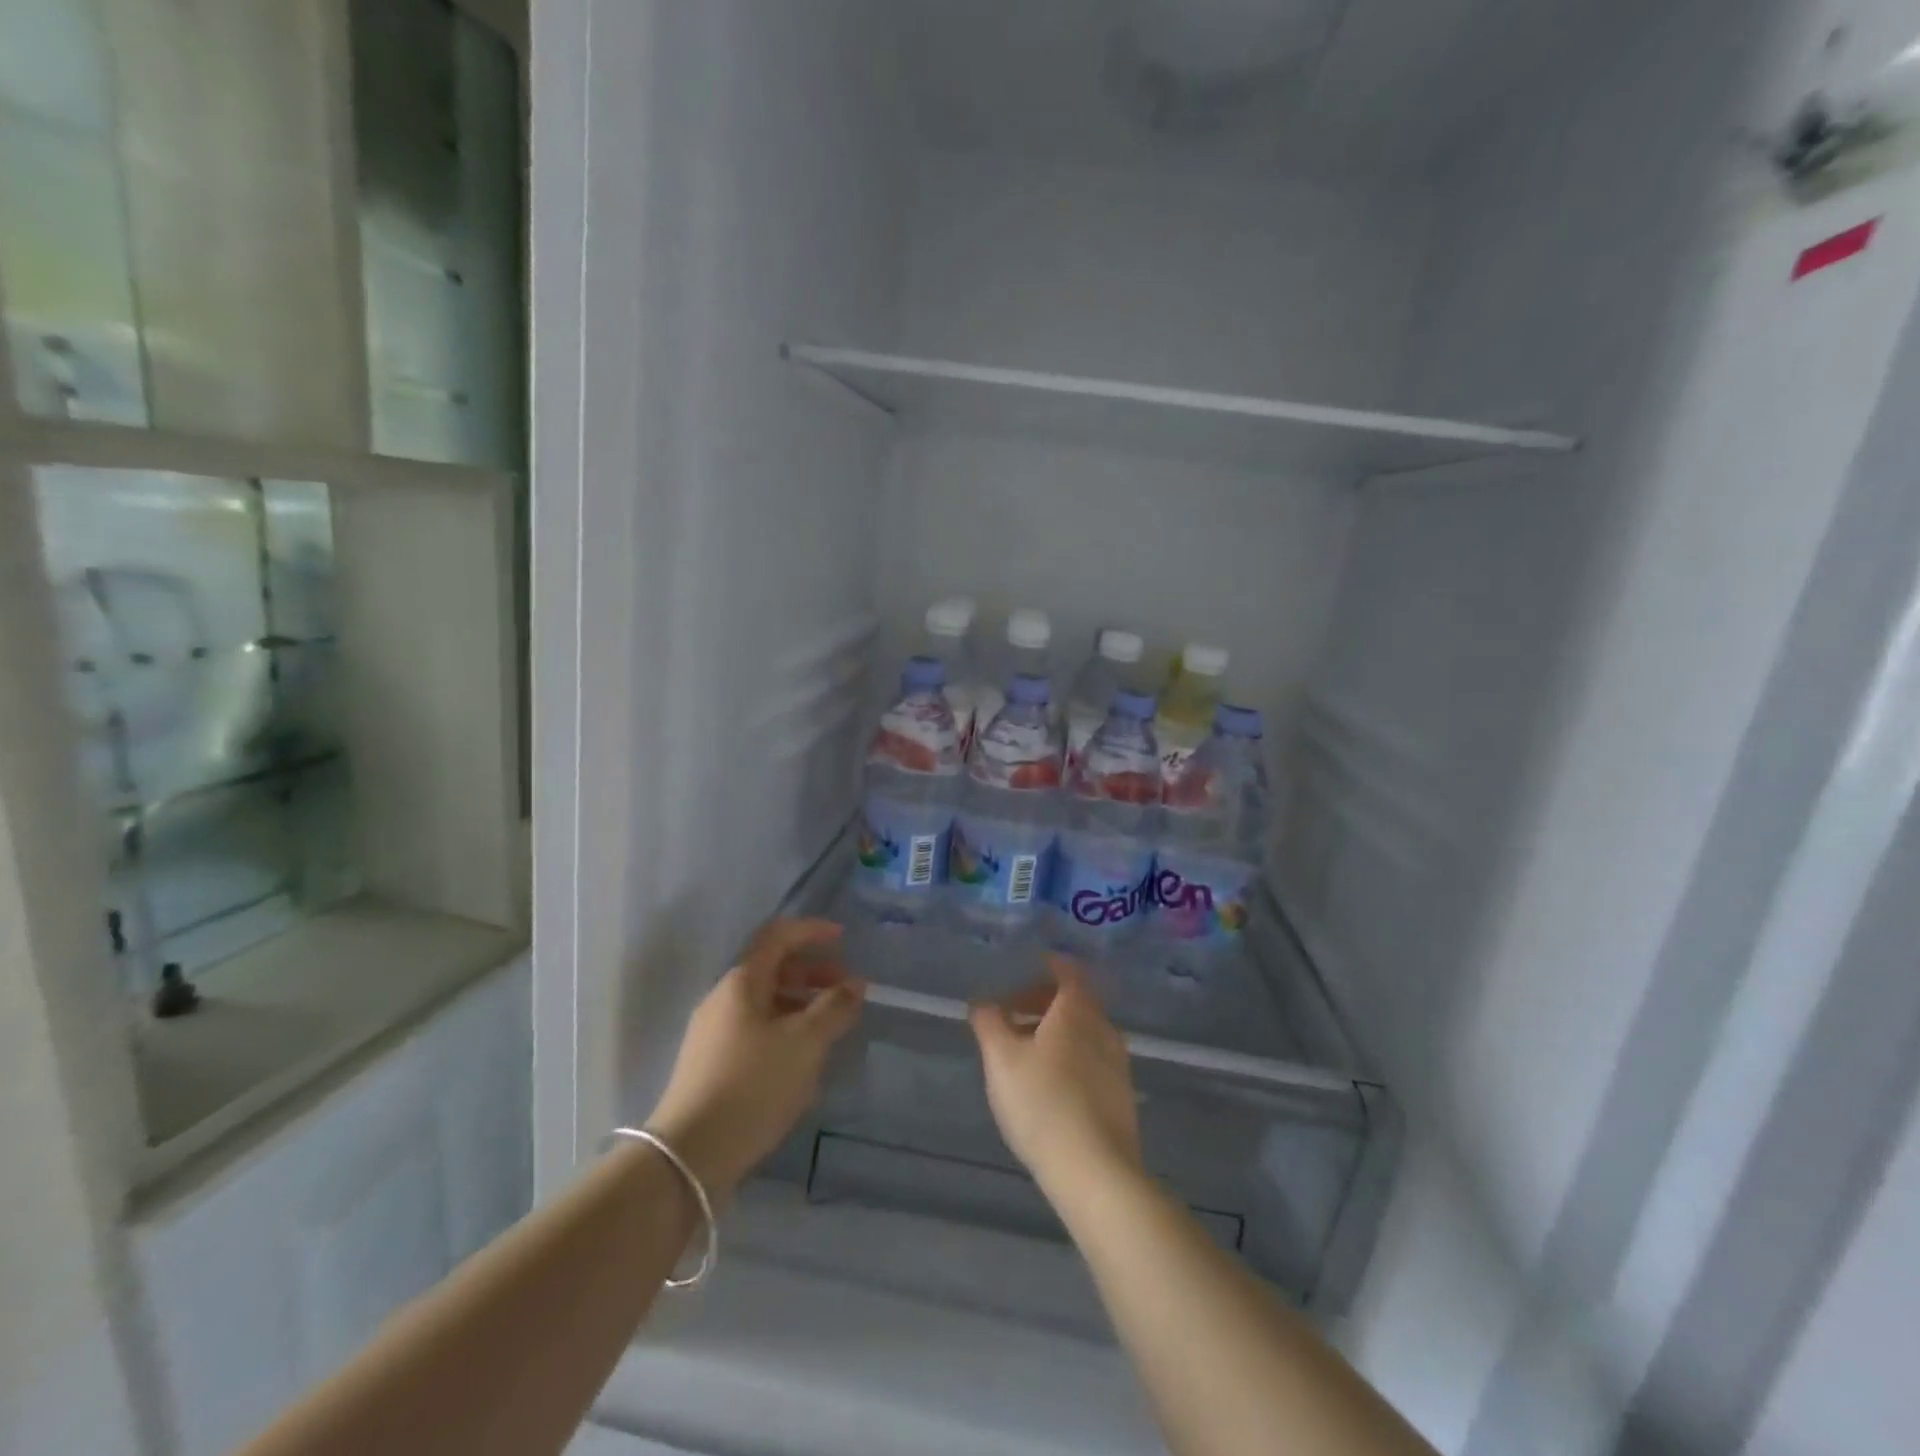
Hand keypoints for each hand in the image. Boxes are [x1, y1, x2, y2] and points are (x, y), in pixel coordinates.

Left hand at [646, 919, 864, 1194]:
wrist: (689, 1156)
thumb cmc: (752, 1085)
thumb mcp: (805, 1043)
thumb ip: (834, 1008)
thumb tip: (855, 985)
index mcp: (742, 982)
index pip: (778, 936)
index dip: (811, 931)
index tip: (843, 937)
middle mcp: (723, 999)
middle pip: (772, 969)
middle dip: (812, 972)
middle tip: (846, 990)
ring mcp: (714, 1033)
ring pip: (766, 1002)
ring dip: (802, 1004)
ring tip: (832, 1027)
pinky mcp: (713, 1065)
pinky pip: (757, 1030)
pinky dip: (786, 1029)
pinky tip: (804, 1058)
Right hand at [970, 956, 1141, 1197]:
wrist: (1096, 1172)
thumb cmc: (1042, 1103)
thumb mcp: (1001, 1059)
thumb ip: (989, 1023)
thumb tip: (983, 1003)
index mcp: (1077, 1010)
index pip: (1068, 971)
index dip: (1048, 966)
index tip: (1026, 969)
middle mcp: (1104, 1028)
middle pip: (1075, 1002)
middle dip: (1043, 1003)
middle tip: (1012, 1016)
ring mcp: (1118, 1064)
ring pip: (1084, 1033)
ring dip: (1055, 1033)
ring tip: (1024, 1053)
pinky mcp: (1122, 1097)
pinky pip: (1093, 1060)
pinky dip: (1070, 1058)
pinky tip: (1049, 1086)